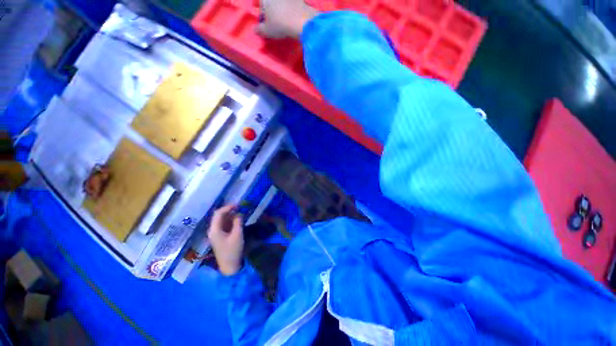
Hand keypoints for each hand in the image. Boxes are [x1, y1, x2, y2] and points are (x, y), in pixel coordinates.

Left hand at [208, 205, 243, 275]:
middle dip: (229, 210)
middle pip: (219, 216)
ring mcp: (216, 234)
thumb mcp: (237, 235)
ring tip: (240, 212)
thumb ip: (238, 222)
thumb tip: (239, 213)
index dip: (227, 207)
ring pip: (222, 220)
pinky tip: (237, 220)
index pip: (218, 214)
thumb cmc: (233, 250)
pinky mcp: (220, 237)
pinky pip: (224, 225)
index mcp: (214, 230)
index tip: (238, 204)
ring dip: (230, 215)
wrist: (229, 266)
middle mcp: (213, 230)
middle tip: (240, 207)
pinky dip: (230, 221)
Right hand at [257, 0, 319, 38]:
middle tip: (272, 20)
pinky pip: (292, 4)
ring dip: (281, 9)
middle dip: (270, 9)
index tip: (262, 19)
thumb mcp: (267, 31)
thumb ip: (259, 29)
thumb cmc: (280, 25)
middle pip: (270, 2)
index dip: (260, 11)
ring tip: (283, 19)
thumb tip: (254, 29)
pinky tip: (293, 18)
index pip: (259, 3)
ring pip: (282, 3)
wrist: (302, 22)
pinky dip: (291, 10)